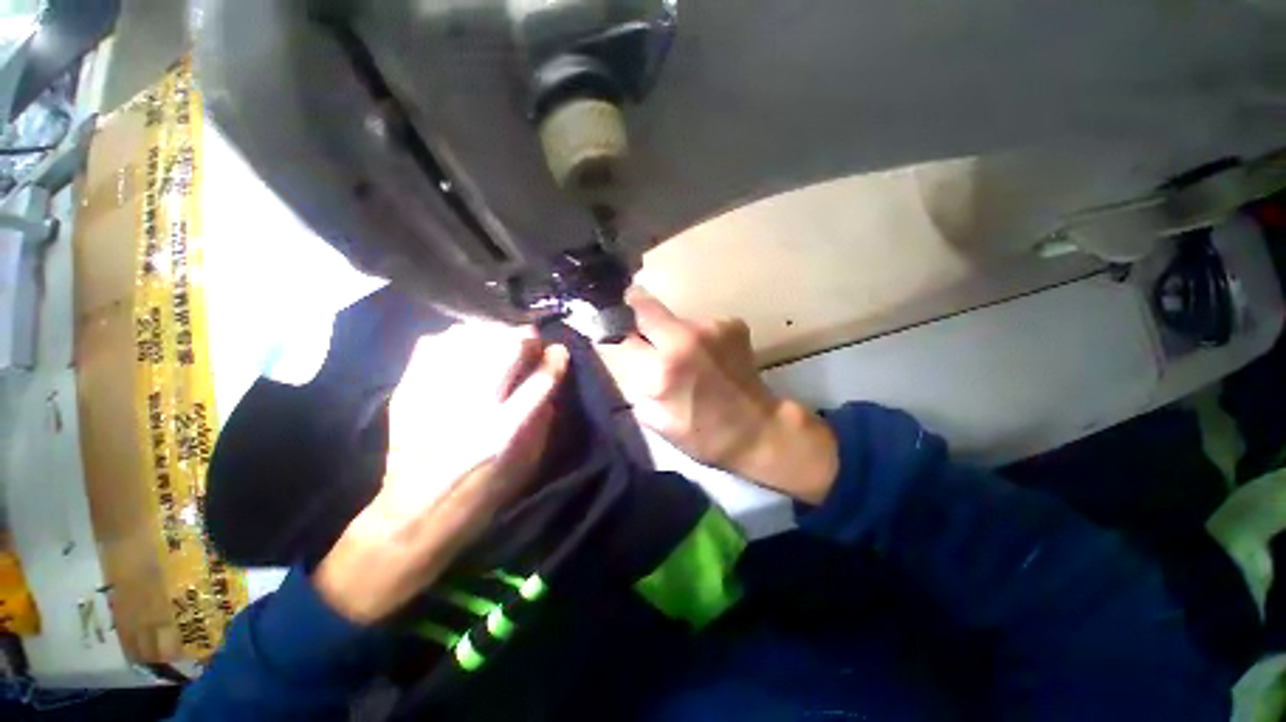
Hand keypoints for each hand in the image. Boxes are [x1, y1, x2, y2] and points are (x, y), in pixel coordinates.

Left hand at [314, 327, 568, 623]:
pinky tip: (465, 350)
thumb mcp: (528, 464)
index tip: (558, 351)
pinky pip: (433, 344)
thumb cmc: (482, 494)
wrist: (415, 515)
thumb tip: (548, 378)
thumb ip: (543, 418)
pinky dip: (456, 339)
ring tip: (498, 344)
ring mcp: (434, 396)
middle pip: (505, 347)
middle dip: (525, 337)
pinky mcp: (407, 392)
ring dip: (492, 334)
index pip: (541, 379)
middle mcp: (471, 408)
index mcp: (504, 432)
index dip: (555, 358)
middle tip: (529, 343)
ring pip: (470, 338)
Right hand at [596, 289, 837, 503]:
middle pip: (645, 306)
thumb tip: (626, 356)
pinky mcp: (732, 324)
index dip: (614, 331)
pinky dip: (697, 336)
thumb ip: (635, 384)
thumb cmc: (701, 434)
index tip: (612, 329)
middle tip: (643, 331)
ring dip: (672, 332)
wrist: (756, 430)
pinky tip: (709, 357)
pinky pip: (700, 323)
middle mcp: (685, 339)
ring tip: (687, 357)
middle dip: (637, 314)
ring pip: (675, 318)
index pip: (622, 334)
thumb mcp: (654, 419)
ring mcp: (712, 327)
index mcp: (662, 370)